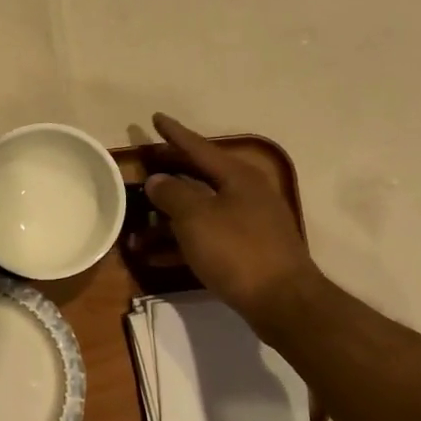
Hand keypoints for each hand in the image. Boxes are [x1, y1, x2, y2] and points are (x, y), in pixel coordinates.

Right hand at [144, 114, 324, 335]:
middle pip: (200, 178)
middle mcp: (246, 194)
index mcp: (238, 176)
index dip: (175, 134)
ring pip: (201, 211)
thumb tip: (158, 180)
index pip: (199, 148)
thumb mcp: (197, 218)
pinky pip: (206, 238)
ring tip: (137, 225)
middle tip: (145, 167)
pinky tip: (155, 255)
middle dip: (170, 176)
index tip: (156, 119)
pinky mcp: (246, 252)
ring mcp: (248, 224)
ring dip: (168, 218)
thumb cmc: (237, 251)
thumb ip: (173, 194)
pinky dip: (181, 242)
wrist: (283, 301)